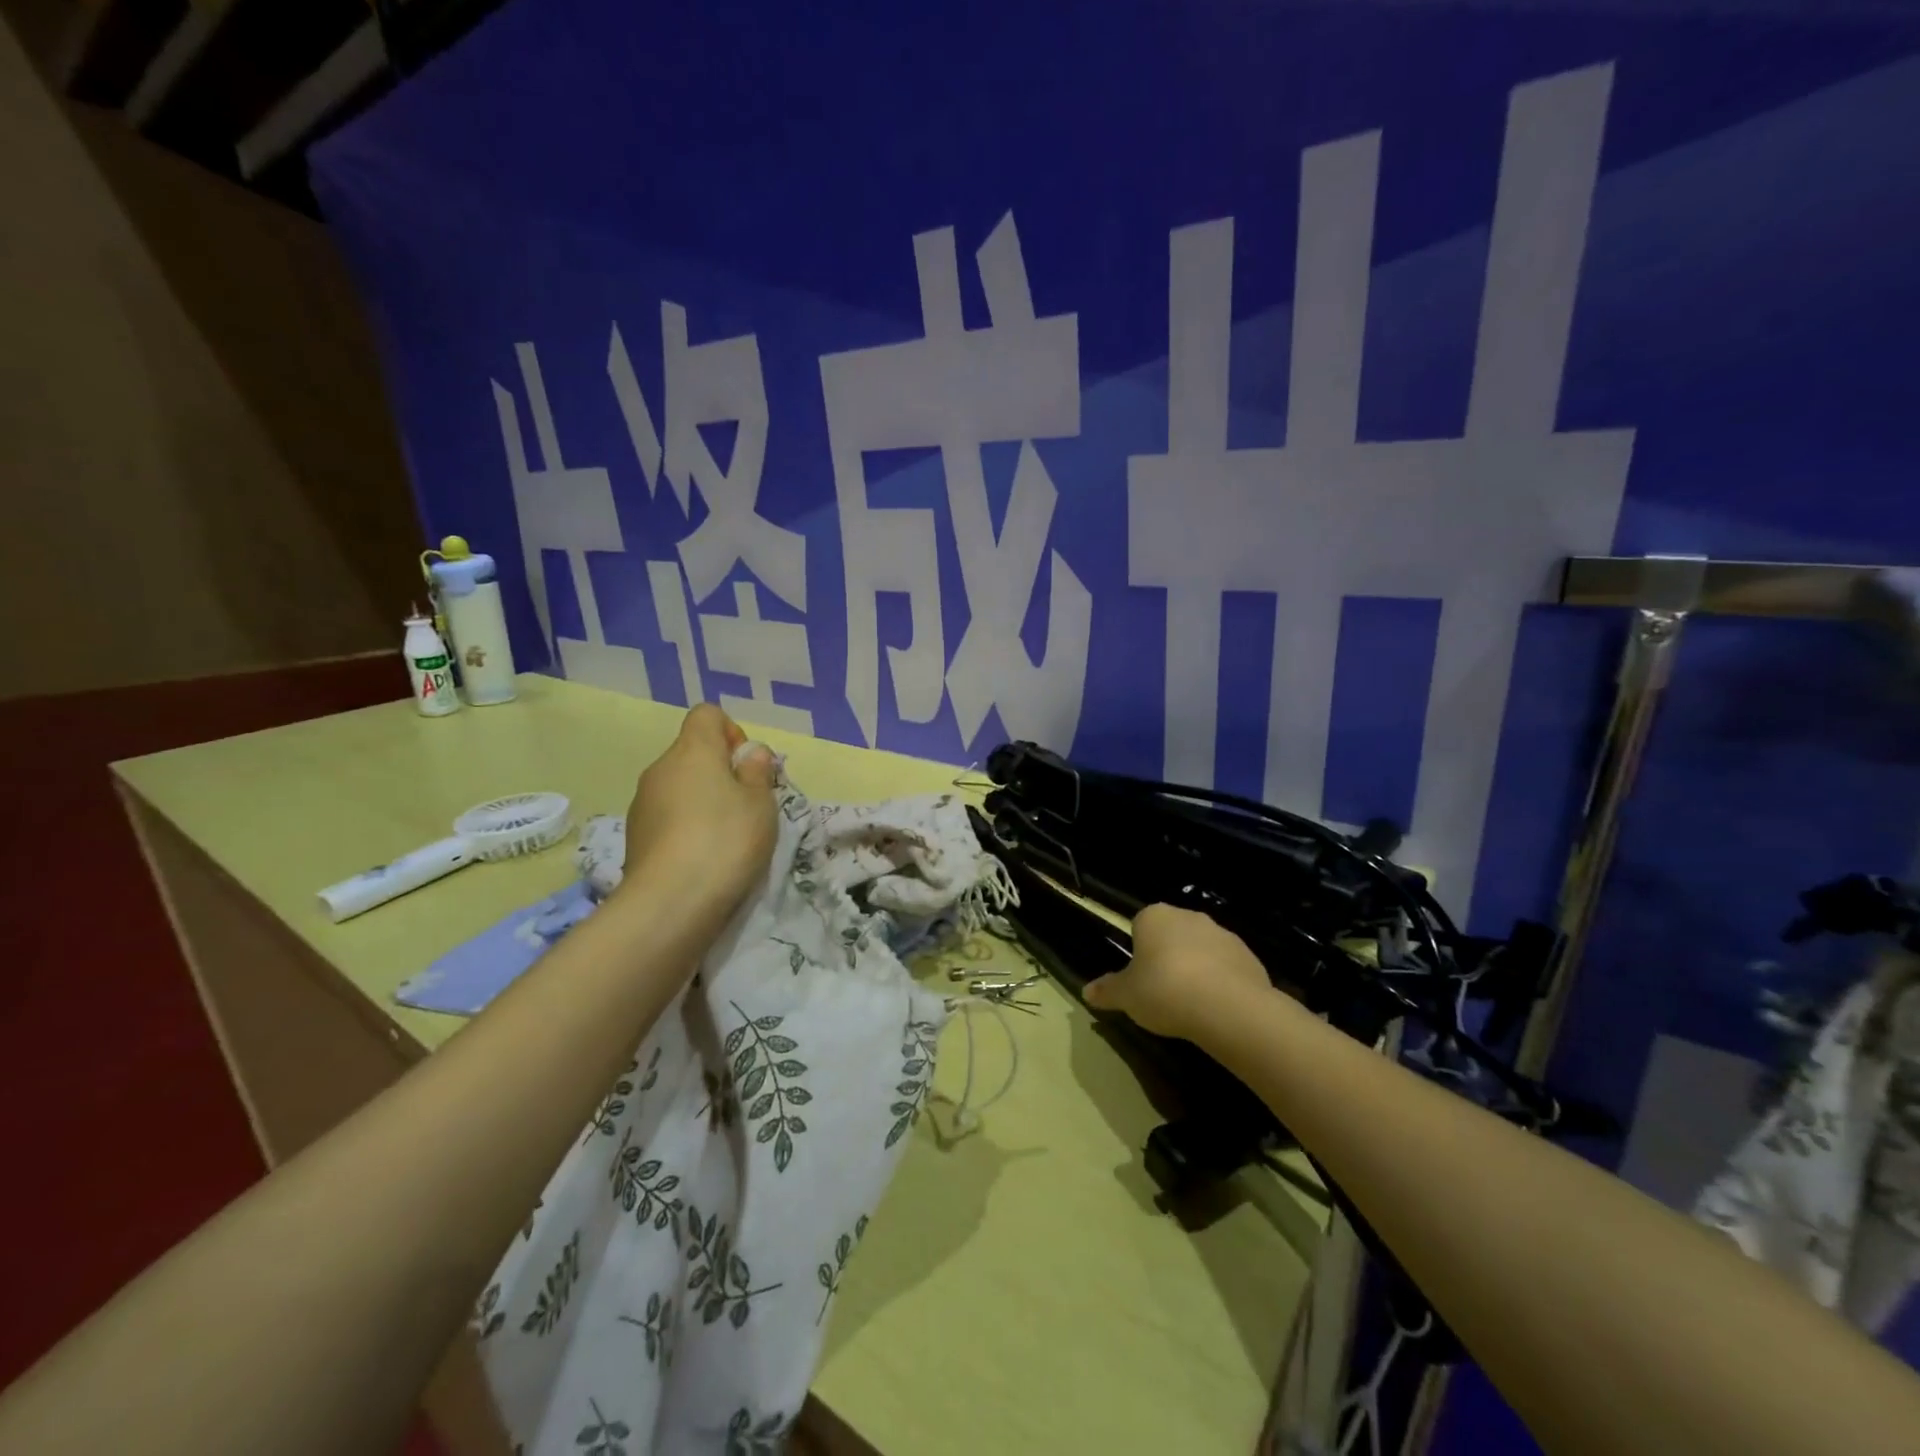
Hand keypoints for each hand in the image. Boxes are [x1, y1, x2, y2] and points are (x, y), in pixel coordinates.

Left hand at [616, 704, 776, 920]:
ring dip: (702, 802)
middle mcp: (660, 768)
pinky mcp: (635, 837)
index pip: (707, 715)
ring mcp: (642, 804)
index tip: (747, 768)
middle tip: (746, 808)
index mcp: (692, 750)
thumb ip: (757, 772)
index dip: (732, 733)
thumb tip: (749, 753)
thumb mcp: (761, 803)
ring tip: (725, 839)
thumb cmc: (726, 840)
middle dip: (720, 773)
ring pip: (679, 788)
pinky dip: (685, 828)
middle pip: (693, 754)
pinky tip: (702, 858)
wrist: (671, 902)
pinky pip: (667, 818)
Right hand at [1082, 904, 1273, 1043]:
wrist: (1227, 1007)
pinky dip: (1221, 982)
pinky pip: (1227, 967)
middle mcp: (1188, 916)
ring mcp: (1222, 934)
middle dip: (1168, 957)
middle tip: (1162, 991)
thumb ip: (1107, 991)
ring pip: (1201, 949)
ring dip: (1196, 968)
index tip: (1140, 977)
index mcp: (1154, 917)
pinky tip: (1216, 1008)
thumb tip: (1086, 991)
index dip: (1139, 951)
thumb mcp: (1126, 996)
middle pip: (1172, 934)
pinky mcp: (1248, 955)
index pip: (1140, 925)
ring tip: (1191, 1004)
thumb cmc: (1164, 990)